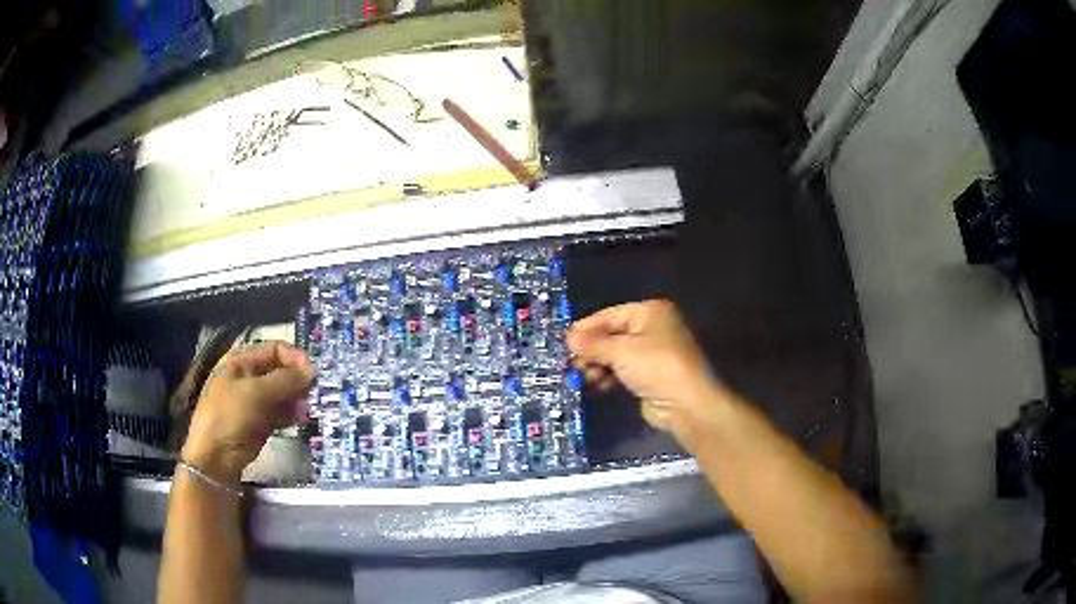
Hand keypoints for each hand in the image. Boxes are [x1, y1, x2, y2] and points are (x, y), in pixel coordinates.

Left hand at [181, 342, 315, 481]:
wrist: (215, 456)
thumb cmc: (229, 415)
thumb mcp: (256, 393)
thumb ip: (285, 381)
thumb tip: (313, 370)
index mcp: (242, 362)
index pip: (274, 350)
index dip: (294, 358)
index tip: (313, 372)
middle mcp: (249, 377)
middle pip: (280, 371)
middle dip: (298, 381)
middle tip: (316, 393)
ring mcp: (255, 401)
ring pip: (282, 394)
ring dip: (297, 399)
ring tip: (308, 409)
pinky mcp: (261, 422)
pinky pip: (280, 413)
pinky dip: (291, 415)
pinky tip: (301, 420)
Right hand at [567, 300, 728, 436]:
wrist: (687, 404)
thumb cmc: (655, 367)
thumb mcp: (620, 351)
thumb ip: (592, 344)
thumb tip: (568, 337)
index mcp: (650, 312)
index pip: (610, 315)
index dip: (586, 328)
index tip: (563, 341)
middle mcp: (653, 328)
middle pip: (612, 335)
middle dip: (591, 350)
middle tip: (570, 363)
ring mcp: (653, 353)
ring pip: (616, 355)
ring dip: (598, 365)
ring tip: (581, 377)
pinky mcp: (650, 376)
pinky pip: (623, 371)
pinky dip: (609, 377)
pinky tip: (595, 386)